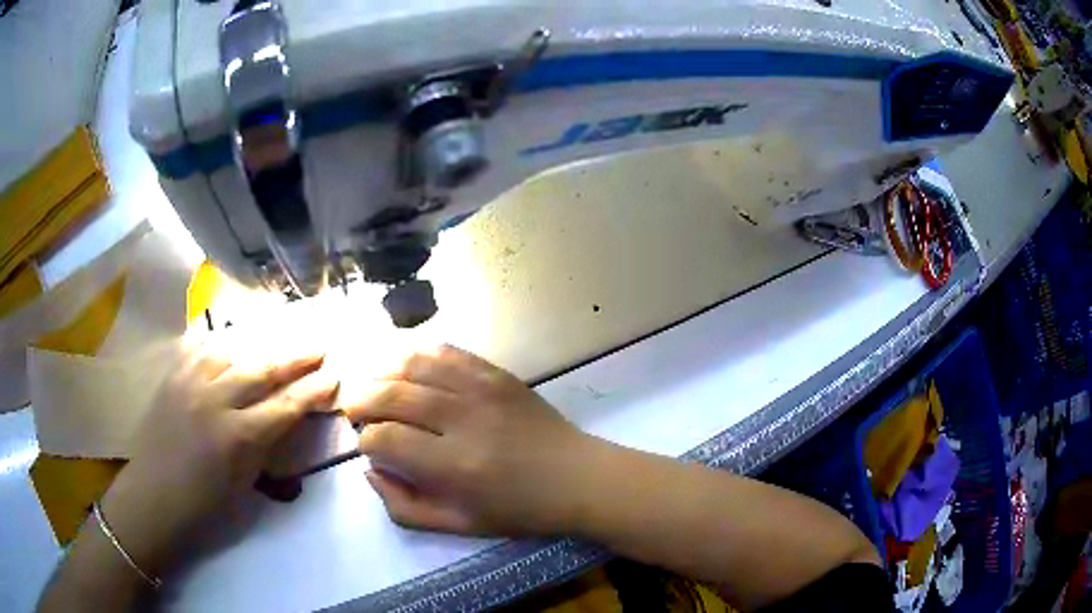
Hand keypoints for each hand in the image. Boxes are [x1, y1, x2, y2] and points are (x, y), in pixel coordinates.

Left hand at [99, 344, 338, 573]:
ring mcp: (191, 382)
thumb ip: (266, 446)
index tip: (333, 375)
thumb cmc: (205, 503)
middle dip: (295, 357)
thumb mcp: (245, 483)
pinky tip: (231, 340)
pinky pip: (200, 348)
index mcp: (239, 436)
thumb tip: (285, 420)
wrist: (155, 495)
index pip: (286, 405)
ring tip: (279, 338)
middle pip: (263, 369)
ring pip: (233, 350)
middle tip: (318, 345)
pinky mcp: (173, 375)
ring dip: (260, 344)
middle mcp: (217, 400)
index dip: (313, 390)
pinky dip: (220, 342)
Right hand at [347, 344, 595, 535]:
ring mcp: (481, 388)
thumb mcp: (459, 525)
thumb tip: (370, 471)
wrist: (576, 477)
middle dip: (360, 399)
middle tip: (353, 408)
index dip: (365, 442)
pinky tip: (402, 362)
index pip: (385, 439)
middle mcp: (463, 419)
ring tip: (370, 383)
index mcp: (454, 466)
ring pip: (412, 364)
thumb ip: (405, 506)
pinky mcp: (496, 373)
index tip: (369, 447)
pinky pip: (445, 351)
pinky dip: (416, 352)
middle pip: (391, 395)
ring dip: (380, 370)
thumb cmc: (518, 509)